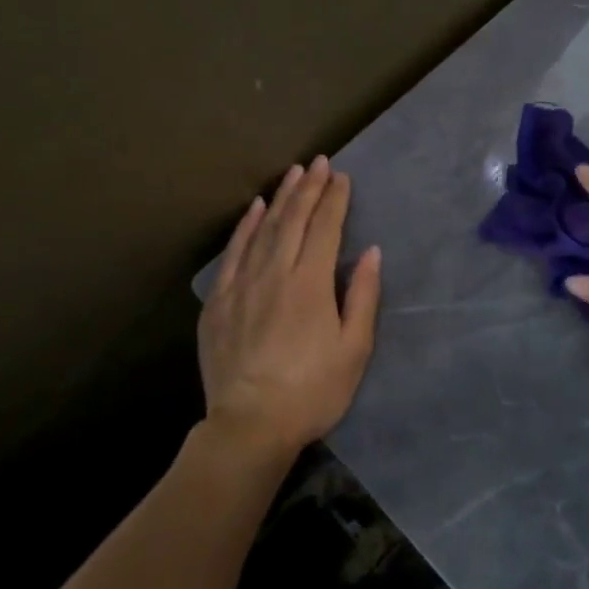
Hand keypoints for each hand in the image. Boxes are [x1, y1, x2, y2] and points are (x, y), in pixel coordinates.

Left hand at [199, 155, 381, 457]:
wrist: (250, 425)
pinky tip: (255, 210)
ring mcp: (242, 285)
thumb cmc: (312, 391)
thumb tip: (370, 253)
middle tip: (319, 163)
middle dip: (309, 189)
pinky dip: (245, 228)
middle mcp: (274, 274)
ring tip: (293, 174)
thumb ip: (362, 296)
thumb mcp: (353, 349)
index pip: (325, 230)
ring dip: (281, 199)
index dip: (334, 200)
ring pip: (263, 230)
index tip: (341, 176)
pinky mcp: (218, 301)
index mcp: (310, 285)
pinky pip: (232, 254)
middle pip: (293, 221)